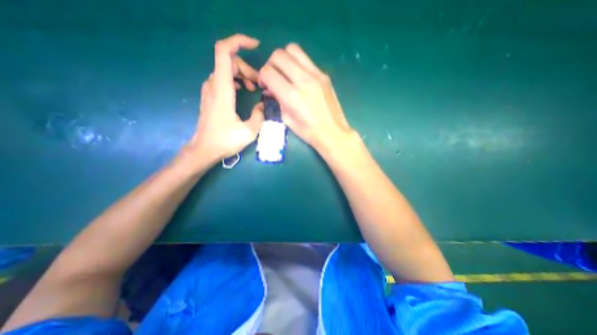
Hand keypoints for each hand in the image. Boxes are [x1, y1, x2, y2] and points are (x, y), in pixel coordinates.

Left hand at [183, 35, 263, 167]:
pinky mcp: (210, 96)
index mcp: (222, 89)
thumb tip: (263, 104)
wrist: (204, 149)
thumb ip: (259, 115)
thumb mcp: (249, 131)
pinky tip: (243, 91)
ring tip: (253, 88)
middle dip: (247, 67)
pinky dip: (235, 80)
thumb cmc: (225, 141)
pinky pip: (223, 79)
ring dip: (242, 74)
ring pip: (226, 70)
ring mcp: (210, 90)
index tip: (255, 46)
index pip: (224, 52)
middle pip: (229, 61)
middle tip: (259, 84)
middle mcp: (213, 85)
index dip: (238, 42)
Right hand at [259, 44, 355, 149]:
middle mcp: (303, 80)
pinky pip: (306, 59)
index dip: (261, 77)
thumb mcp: (287, 119)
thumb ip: (277, 100)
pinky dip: (297, 63)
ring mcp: (316, 75)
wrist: (333, 132)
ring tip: (285, 73)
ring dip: (284, 59)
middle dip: (270, 64)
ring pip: (293, 49)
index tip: (265, 85)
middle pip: (279, 55)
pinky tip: (298, 77)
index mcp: (291, 96)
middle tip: (273, 77)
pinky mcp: (324, 75)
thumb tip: (270, 88)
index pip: (268, 72)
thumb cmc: (309, 132)